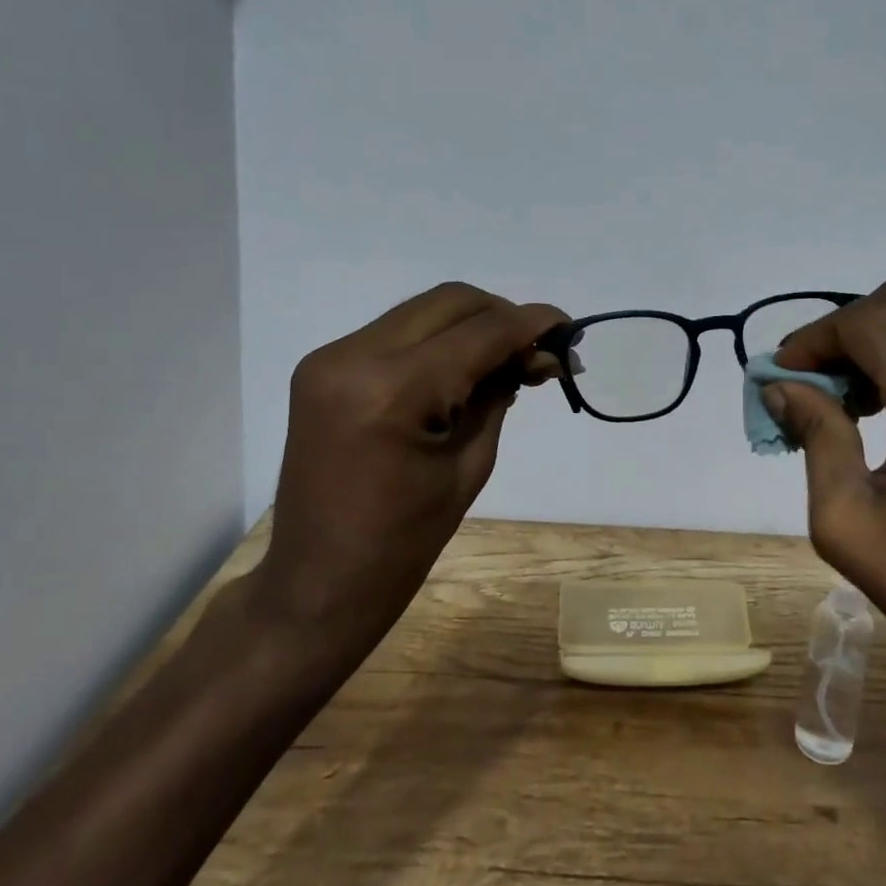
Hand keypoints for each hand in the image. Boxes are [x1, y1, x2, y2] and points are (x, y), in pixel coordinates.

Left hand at [254, 282, 567, 672]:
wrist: (317, 583)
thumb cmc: (403, 543)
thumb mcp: (470, 465)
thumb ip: (501, 396)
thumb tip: (536, 356)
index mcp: (391, 391)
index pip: (480, 332)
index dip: (531, 323)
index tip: (568, 327)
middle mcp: (354, 357)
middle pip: (451, 302)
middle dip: (503, 316)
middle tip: (538, 350)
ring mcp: (331, 358)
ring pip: (424, 310)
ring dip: (473, 325)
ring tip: (507, 360)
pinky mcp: (324, 367)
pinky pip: (398, 332)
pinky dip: (439, 340)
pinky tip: (463, 370)